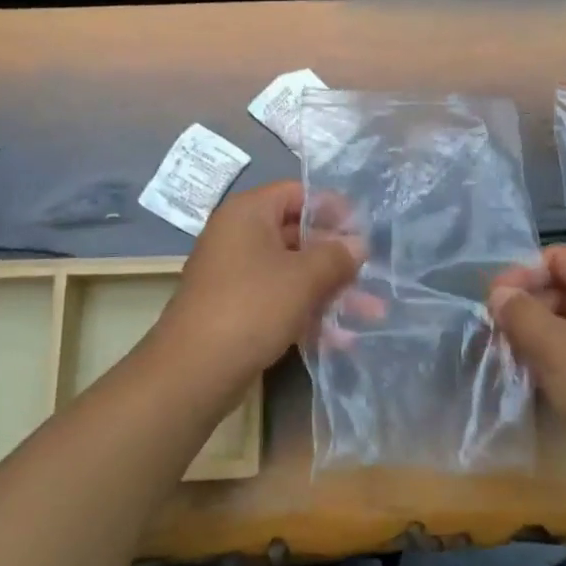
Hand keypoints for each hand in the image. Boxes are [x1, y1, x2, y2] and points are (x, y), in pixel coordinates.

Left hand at [156, 181, 360, 387]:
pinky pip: (279, 300)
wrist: (193, 371)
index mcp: (249, 213)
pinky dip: (308, 313)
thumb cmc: (252, 306)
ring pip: (292, 273)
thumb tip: (359, 244)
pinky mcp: (237, 309)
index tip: (364, 229)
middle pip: (298, 235)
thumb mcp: (303, 278)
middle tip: (372, 274)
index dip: (333, 208)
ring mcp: (236, 274)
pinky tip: (342, 340)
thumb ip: (336, 256)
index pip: (297, 194)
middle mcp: (239, 236)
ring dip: (330, 291)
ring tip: (372, 313)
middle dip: (338, 259)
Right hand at [488, 245, 565, 467]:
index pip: (557, 257)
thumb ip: (519, 311)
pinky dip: (561, 351)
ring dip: (541, 330)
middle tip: (498, 331)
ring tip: (513, 354)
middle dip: (529, 304)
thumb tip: (499, 294)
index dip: (521, 274)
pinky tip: (540, 373)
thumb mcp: (551, 345)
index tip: (493, 302)